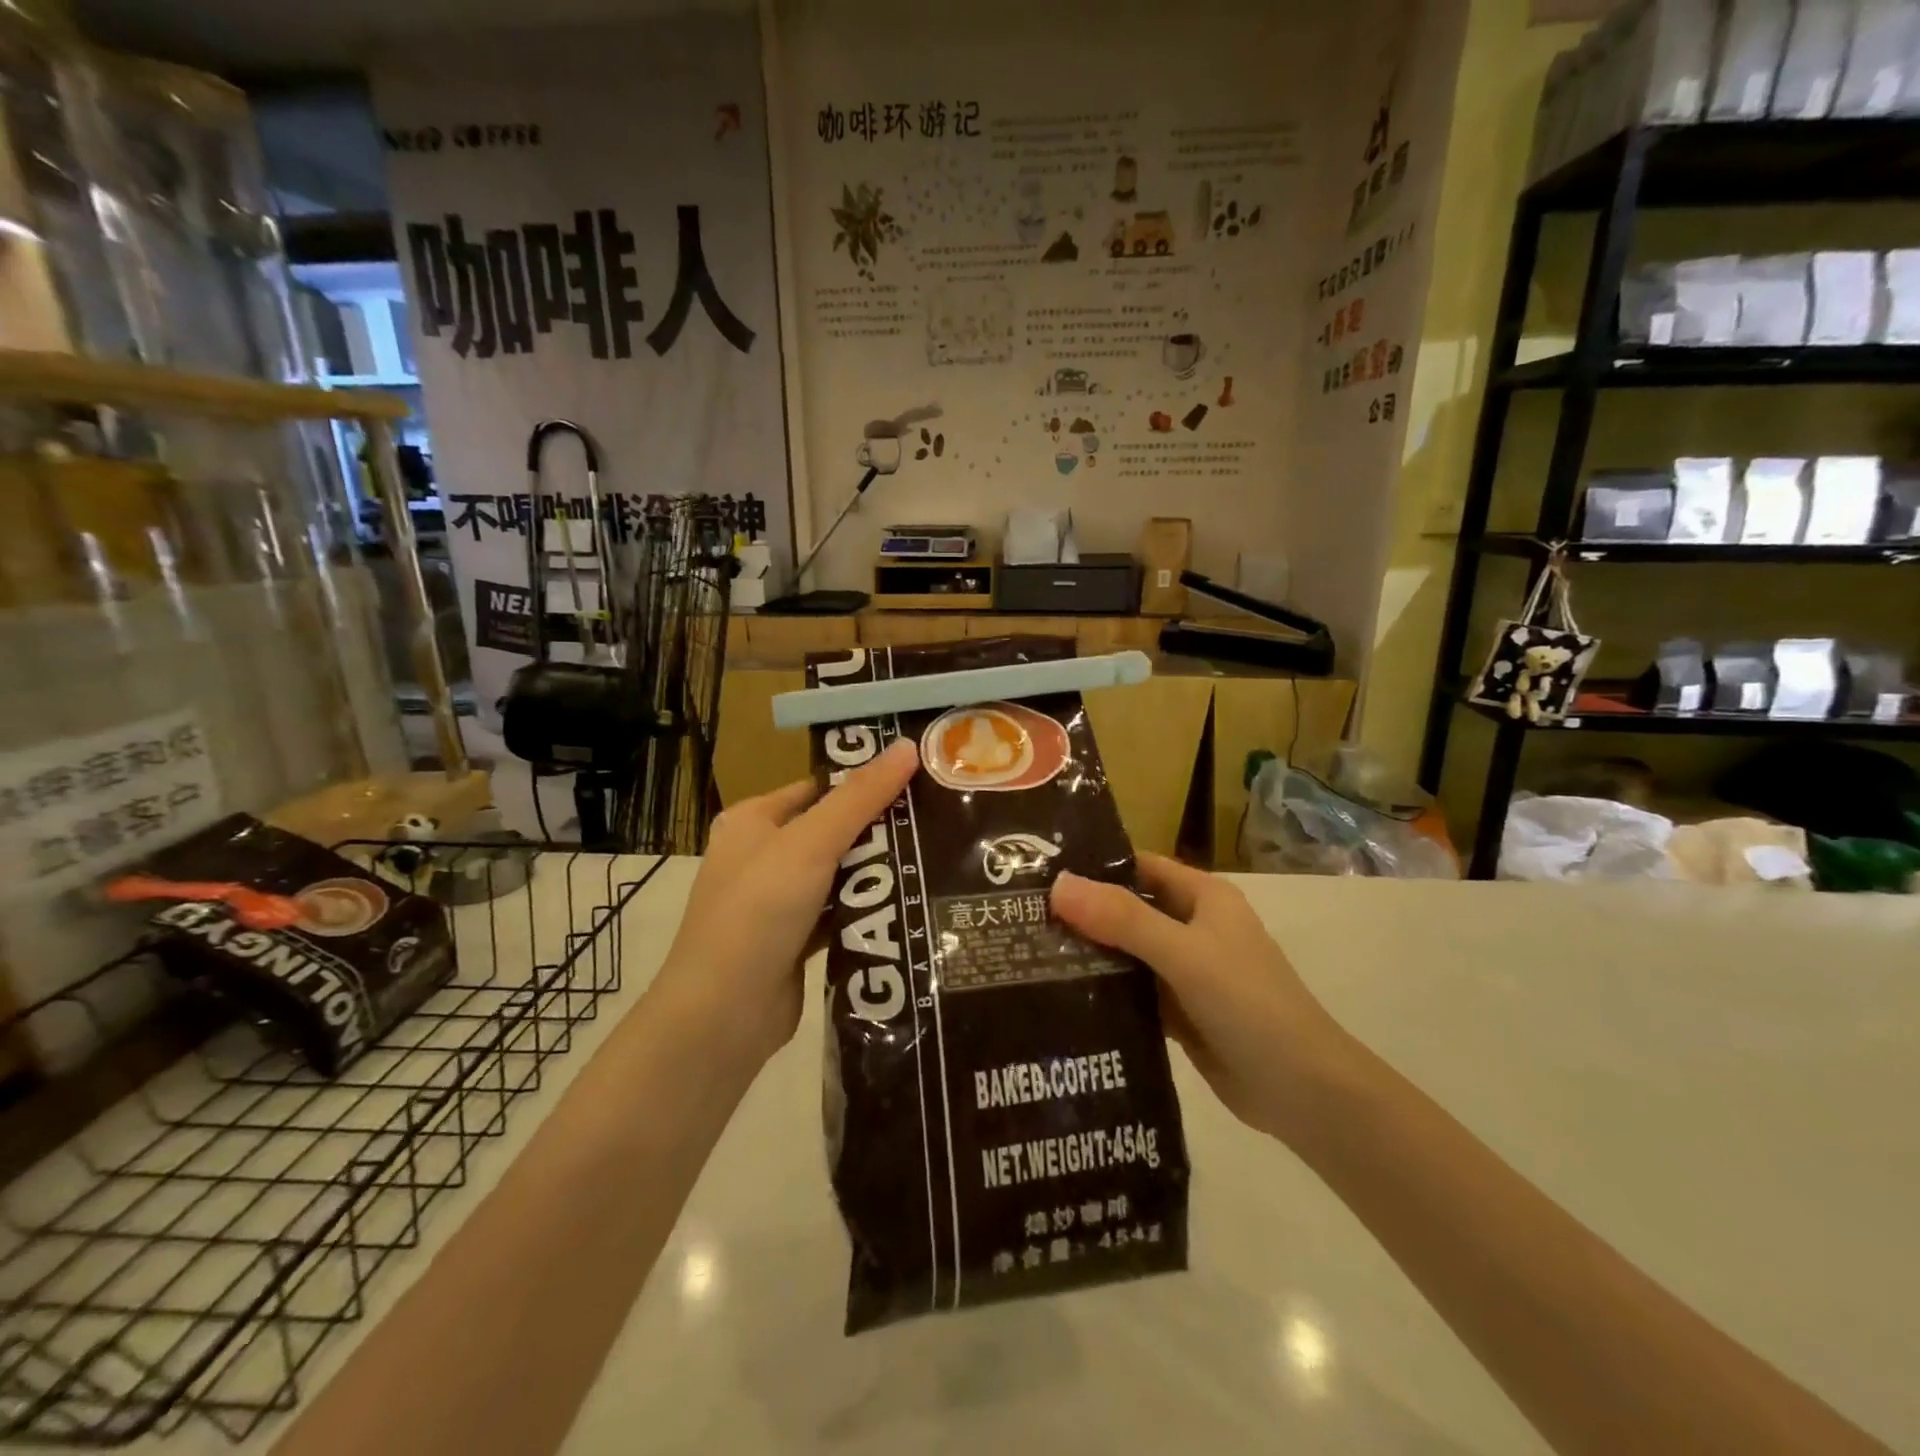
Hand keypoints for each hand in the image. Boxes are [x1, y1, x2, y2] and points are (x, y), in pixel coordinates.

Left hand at [651, 740, 919, 1071]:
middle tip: (937, 819)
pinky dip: (866, 910)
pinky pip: (839, 913)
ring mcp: (776, 902)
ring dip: (876, 871)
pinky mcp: (794, 941)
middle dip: (878, 829)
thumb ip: (861, 797)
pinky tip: (909, 903)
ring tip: (935, 858)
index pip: (818, 788)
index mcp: (753, 821)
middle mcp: (761, 856)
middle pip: (832, 830)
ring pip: (838, 874)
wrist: (723, 1014)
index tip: (917, 780)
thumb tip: (907, 746)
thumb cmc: (759, 911)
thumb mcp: (811, 844)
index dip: (864, 782)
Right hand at [1049, 853, 1354, 1146]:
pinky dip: (1104, 990)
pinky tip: (1059, 995)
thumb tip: (1057, 885)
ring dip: (1089, 952)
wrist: (1303, 1092)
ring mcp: (1186, 972)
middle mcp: (1193, 927)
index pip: (1139, 866)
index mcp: (1203, 897)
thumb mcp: (1184, 954)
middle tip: (1020, 915)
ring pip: (1127, 952)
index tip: (1039, 871)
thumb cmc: (1249, 1005)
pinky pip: (1133, 991)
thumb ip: (1123, 920)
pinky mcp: (1179, 1012)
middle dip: (1082, 912)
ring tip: (1027, 951)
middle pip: (1128, 909)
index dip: (1094, 865)